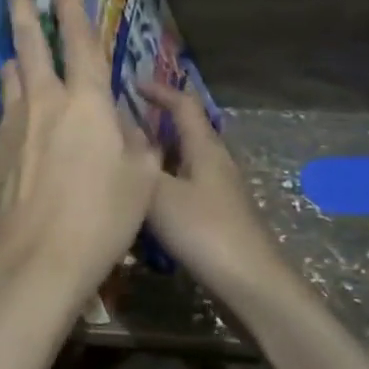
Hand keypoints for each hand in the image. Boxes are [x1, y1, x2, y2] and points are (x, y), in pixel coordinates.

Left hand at [0, 0, 161, 309]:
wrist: (36, 259)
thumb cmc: (101, 218)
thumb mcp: (141, 179)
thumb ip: (135, 142)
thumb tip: (123, 124)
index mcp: (86, 102)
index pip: (80, 40)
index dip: (72, 6)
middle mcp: (44, 102)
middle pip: (30, 44)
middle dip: (23, 10)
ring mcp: (12, 125)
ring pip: (11, 79)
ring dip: (16, 61)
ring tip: (16, 55)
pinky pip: (5, 117)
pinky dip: (14, 109)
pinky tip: (21, 127)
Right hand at [140, 79, 368, 368]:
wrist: (250, 285)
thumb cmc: (205, 231)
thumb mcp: (160, 194)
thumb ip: (138, 163)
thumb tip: (118, 132)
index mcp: (204, 148)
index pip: (183, 104)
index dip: (159, 91)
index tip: (131, 83)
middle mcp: (215, 163)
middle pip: (185, 131)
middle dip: (155, 123)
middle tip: (120, 124)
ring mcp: (219, 191)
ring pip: (183, 162)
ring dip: (157, 156)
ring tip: (125, 161)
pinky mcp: (218, 217)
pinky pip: (184, 188)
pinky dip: (163, 185)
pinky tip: (144, 203)